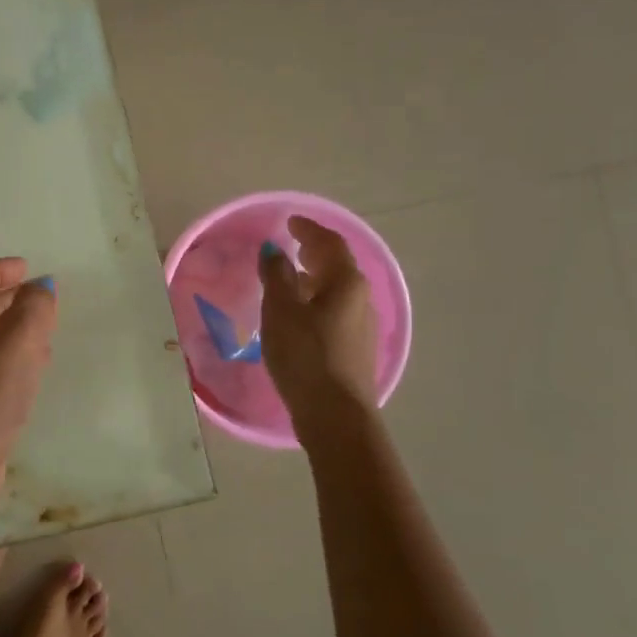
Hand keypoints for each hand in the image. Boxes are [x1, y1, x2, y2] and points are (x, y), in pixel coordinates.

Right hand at [258, 216, 378, 423]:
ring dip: (315, 278)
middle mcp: (361, 299)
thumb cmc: (305, 355)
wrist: (335, 415)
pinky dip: (317, 301)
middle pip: (338, 265)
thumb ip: (276, 276)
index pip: (329, 243)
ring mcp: (361, 326)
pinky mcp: (354, 349)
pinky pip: (335, 311)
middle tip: (293, 246)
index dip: (309, 229)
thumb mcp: (281, 311)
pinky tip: (300, 315)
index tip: (290, 222)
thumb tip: (274, 251)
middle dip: (315, 252)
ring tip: (291, 278)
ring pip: (337, 290)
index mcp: (346, 282)